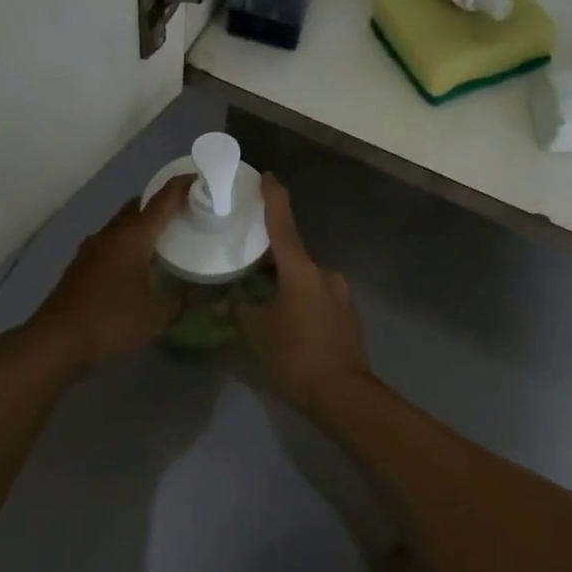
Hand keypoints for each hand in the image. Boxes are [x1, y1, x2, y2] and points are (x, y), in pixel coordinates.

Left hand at [20, 177, 191, 375]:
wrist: (55, 342)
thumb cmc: (111, 323)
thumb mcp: (156, 317)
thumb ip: (178, 301)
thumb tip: (192, 293)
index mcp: (133, 239)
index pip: (162, 202)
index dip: (181, 187)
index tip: (198, 178)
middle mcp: (110, 236)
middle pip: (136, 207)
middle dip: (157, 205)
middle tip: (180, 215)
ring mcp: (90, 250)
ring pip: (119, 226)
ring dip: (138, 227)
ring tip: (158, 242)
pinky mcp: (78, 267)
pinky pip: (108, 244)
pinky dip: (124, 245)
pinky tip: (132, 267)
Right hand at [234, 175, 370, 414]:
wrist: (343, 394)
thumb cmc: (295, 356)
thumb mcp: (258, 333)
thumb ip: (240, 311)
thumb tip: (226, 302)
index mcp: (301, 270)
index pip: (283, 224)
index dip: (274, 198)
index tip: (267, 176)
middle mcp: (324, 274)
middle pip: (293, 254)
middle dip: (270, 254)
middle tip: (245, 253)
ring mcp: (339, 294)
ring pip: (304, 277)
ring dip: (284, 280)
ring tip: (259, 292)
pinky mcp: (345, 314)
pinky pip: (315, 295)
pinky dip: (297, 296)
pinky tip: (283, 315)